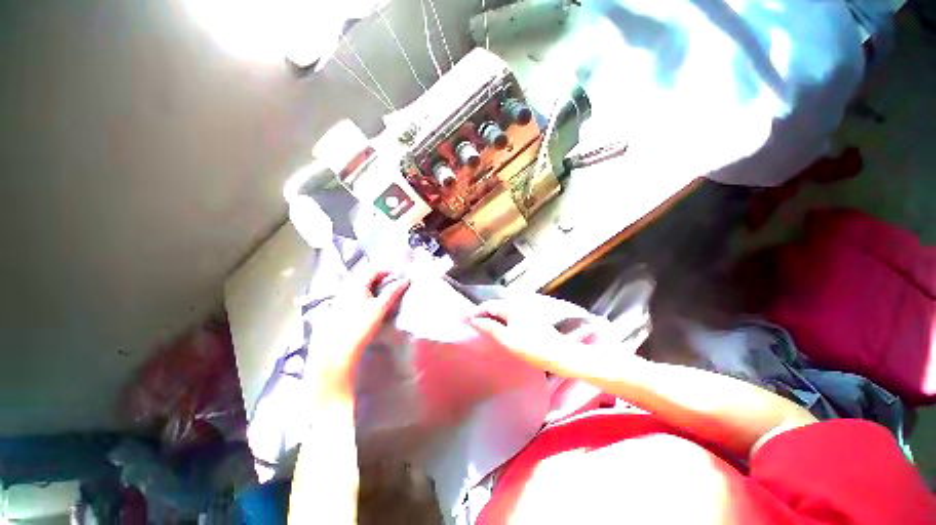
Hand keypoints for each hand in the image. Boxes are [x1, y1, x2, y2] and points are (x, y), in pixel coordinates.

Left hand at [314, 271, 409, 399]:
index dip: (388, 271)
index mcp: (356, 284)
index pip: (374, 270)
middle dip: (381, 279)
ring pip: (361, 286)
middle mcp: (346, 288)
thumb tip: (406, 280)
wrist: (340, 350)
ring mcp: (341, 298)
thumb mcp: (381, 307)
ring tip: (385, 296)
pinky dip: (366, 295)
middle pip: (366, 277)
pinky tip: (371, 305)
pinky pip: (355, 295)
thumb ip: (394, 292)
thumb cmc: (362, 326)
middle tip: (394, 286)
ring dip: (374, 287)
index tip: (399, 278)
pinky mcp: (339, 309)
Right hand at [468, 299, 593, 378]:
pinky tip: (501, 331)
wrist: (561, 355)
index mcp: (512, 307)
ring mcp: (526, 311)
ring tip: (484, 330)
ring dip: (493, 318)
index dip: (477, 312)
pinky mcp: (531, 319)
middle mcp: (518, 305)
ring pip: (504, 311)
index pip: (489, 305)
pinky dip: (502, 321)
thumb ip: (490, 328)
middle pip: (496, 306)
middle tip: (474, 327)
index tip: (467, 322)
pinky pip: (511, 316)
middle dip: (484, 314)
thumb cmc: (533, 348)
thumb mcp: (508, 339)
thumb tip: (475, 320)